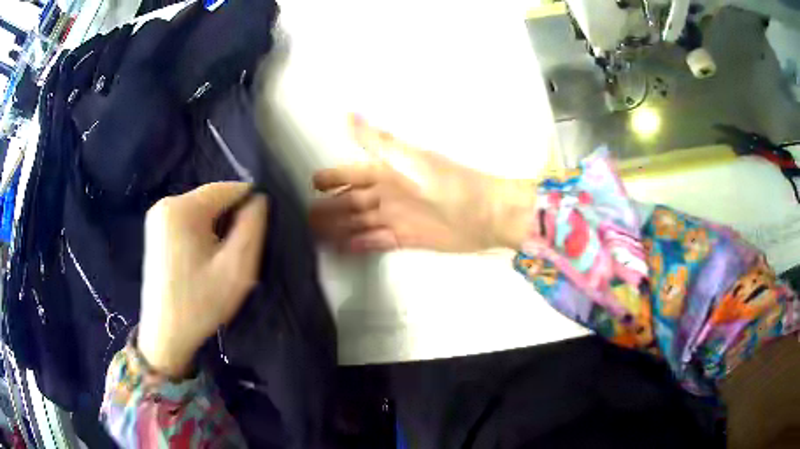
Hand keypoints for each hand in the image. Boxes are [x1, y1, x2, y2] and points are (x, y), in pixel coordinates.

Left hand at [138, 183, 267, 377]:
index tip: (256, 236)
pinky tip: (203, 262)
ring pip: (202, 211)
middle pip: (213, 200)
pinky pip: (189, 222)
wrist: (166, 336)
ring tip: (219, 263)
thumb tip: (259, 200)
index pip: (228, 189)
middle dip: (231, 221)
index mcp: (182, 208)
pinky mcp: (156, 231)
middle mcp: (166, 204)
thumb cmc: (201, 304)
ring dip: (218, 230)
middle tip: (236, 256)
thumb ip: (253, 227)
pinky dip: (203, 235)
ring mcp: (158, 217)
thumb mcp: (237, 269)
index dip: (249, 207)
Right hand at [310, 116, 535, 252]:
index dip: (334, 177)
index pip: (353, 174)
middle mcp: (391, 193)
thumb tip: (348, 115)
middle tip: (306, 219)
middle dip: (331, 208)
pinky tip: (344, 248)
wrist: (487, 215)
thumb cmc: (450, 185)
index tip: (313, 183)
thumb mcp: (411, 160)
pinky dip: (361, 243)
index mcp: (390, 172)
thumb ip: (378, 142)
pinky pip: (377, 241)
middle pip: (353, 201)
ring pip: (361, 222)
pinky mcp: (408, 238)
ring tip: (318, 237)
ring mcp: (398, 217)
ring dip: (341, 228)